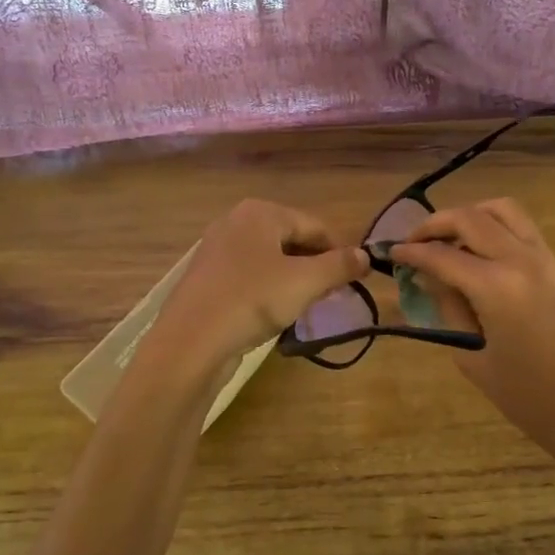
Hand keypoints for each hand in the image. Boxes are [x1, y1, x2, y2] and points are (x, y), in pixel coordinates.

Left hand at [145, 199, 368, 377]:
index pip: (314, 225)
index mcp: (260, 212)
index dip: (339, 251)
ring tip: (305, 305)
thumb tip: (365, 256)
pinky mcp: (205, 277)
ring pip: (269, 259)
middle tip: (330, 294)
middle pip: (290, 239)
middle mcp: (235, 222)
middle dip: (314, 265)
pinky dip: (266, 289)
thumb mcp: (305, 282)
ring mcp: (216, 249)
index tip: (355, 279)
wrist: (190, 341)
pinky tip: (272, 312)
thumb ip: (339, 266)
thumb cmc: (253, 300)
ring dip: (292, 279)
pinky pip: (248, 276)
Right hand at [393, 200, 554, 478]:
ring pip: (501, 209)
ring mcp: (545, 258)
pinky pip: (521, 226)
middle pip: (471, 217)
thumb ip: (450, 310)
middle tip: (413, 242)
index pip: (442, 255)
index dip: (412, 252)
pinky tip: (477, 251)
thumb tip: (433, 279)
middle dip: (435, 224)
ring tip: (447, 238)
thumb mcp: (474, 358)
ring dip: (469, 215)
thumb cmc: (530, 398)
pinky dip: (493, 225)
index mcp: (497, 286)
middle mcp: (521, 259)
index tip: (391, 253)